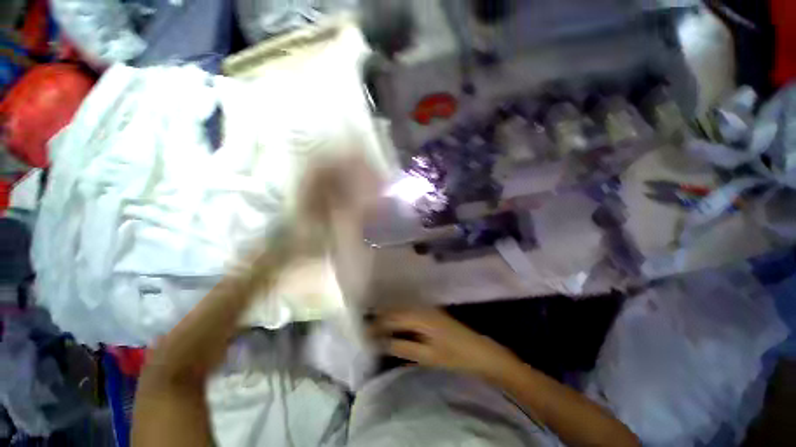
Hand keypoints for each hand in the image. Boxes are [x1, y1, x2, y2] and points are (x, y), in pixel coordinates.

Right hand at [372, 308, 521, 379]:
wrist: (480, 352)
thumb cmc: (455, 355)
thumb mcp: (428, 355)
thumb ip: (403, 347)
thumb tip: (381, 343)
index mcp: (421, 316)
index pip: (392, 317)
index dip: (377, 325)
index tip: (364, 334)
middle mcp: (422, 307)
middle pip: (396, 310)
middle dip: (380, 320)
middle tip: (367, 331)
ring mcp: (428, 308)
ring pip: (402, 310)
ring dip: (388, 318)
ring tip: (376, 329)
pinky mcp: (431, 313)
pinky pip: (409, 312)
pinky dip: (398, 319)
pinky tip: (394, 326)